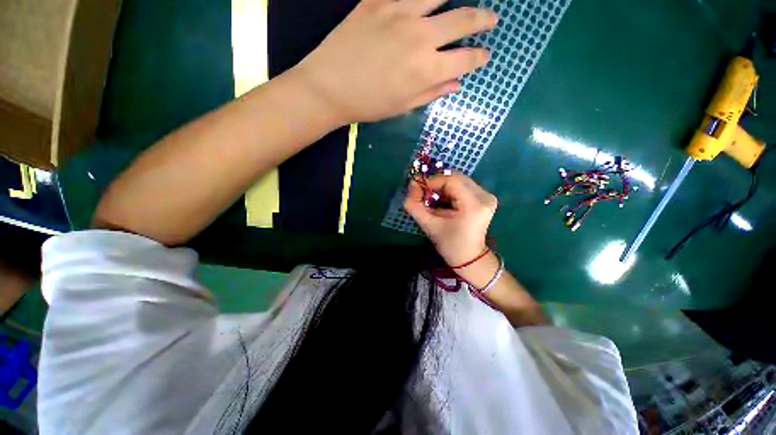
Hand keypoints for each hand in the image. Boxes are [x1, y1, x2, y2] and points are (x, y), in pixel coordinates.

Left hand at [293, 0, 496, 123]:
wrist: (330, 87)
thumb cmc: (369, 104)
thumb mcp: (403, 107)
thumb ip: (432, 93)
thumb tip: (456, 83)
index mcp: (427, 70)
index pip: (466, 59)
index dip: (479, 57)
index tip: (484, 55)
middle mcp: (421, 37)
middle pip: (462, 20)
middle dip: (482, 20)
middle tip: (491, 19)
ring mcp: (400, 13)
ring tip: (462, 2)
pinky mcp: (379, 1)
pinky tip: (428, 0)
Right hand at [403, 173, 497, 266]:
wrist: (469, 258)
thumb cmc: (450, 244)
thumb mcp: (428, 225)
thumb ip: (414, 205)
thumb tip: (412, 184)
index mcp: (474, 204)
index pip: (450, 180)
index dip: (431, 182)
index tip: (418, 191)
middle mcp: (485, 196)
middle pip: (455, 178)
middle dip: (436, 184)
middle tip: (424, 196)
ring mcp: (487, 196)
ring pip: (458, 180)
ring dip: (442, 188)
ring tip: (434, 202)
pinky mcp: (485, 197)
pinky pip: (463, 186)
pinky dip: (449, 191)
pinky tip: (444, 203)